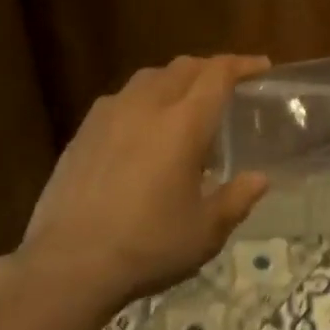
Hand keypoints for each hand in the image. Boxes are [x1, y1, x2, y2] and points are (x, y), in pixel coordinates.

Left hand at [17, 54, 271, 318]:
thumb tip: (259, 179)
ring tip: (184, 102)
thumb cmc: (148, 246)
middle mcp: (147, 106)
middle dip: (210, 68)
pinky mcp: (83, 132)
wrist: (68, 265)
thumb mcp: (205, 232)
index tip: (261, 66)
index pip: (218, 75)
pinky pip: (120, 99)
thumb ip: (236, 199)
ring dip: (174, 79)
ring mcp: (109, 115)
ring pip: (149, 78)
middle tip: (227, 84)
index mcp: (184, 124)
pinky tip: (141, 127)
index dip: (243, 65)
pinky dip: (143, 99)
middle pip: (184, 67)